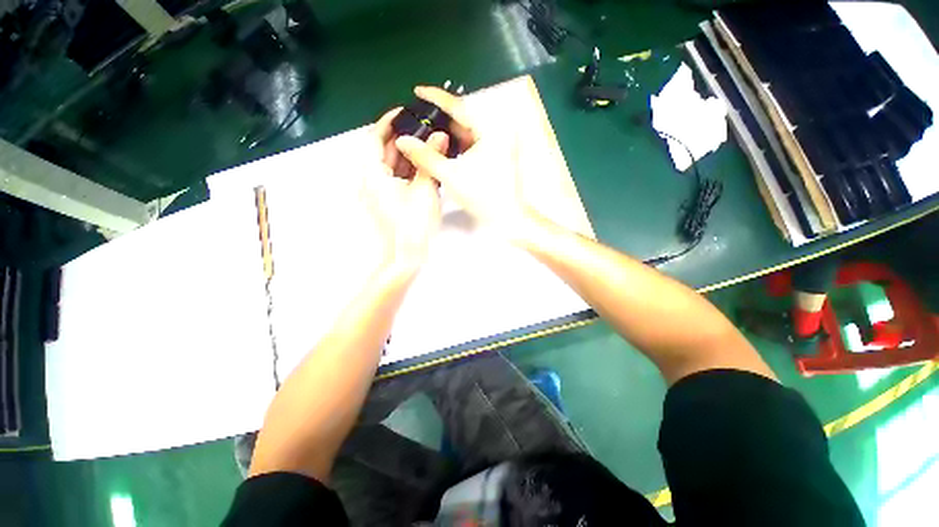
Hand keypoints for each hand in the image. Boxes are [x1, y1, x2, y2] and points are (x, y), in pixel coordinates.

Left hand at [363, 108, 448, 271]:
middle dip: (401, 138)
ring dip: (405, 155)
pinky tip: (422, 167)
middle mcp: (370, 180)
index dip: (388, 122)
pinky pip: (393, 179)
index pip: (374, 137)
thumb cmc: (413, 224)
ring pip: (388, 166)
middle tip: (423, 128)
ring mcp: (376, 193)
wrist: (405, 256)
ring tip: (426, 144)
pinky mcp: (385, 202)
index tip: (405, 111)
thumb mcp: (425, 190)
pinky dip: (406, 170)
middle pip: (382, 151)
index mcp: (373, 174)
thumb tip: (440, 136)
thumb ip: (430, 160)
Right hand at [393, 86, 529, 235]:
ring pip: (467, 134)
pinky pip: (472, 145)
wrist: (507, 218)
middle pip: (463, 120)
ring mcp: (497, 145)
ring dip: (447, 134)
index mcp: (490, 130)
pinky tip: (441, 148)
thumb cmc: (483, 196)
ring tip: (424, 132)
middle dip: (439, 119)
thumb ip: (425, 156)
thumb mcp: (451, 175)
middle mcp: (496, 133)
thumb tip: (402, 140)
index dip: (436, 98)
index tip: (418, 90)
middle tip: (417, 116)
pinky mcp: (494, 157)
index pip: (460, 107)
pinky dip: (457, 146)